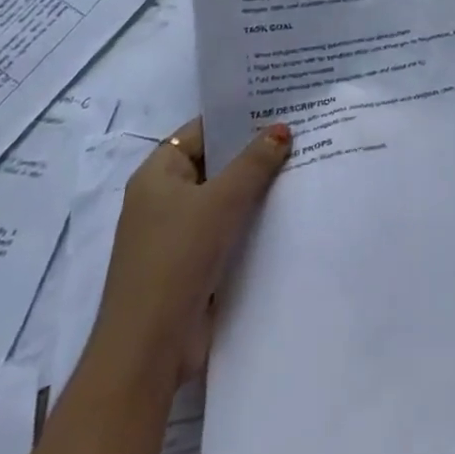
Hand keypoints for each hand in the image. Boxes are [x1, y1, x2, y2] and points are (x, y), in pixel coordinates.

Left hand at [86, 118, 290, 388]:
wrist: (149, 348)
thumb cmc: (177, 258)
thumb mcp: (221, 200)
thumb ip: (254, 162)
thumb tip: (282, 129)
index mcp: (157, 175)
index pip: (201, 131)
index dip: (237, 117)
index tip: (279, 106)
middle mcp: (164, 199)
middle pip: (215, 163)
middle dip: (254, 152)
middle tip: (302, 131)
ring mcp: (178, 234)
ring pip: (224, 198)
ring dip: (257, 188)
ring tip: (305, 164)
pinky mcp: (194, 264)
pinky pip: (228, 229)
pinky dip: (253, 220)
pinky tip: (289, 210)